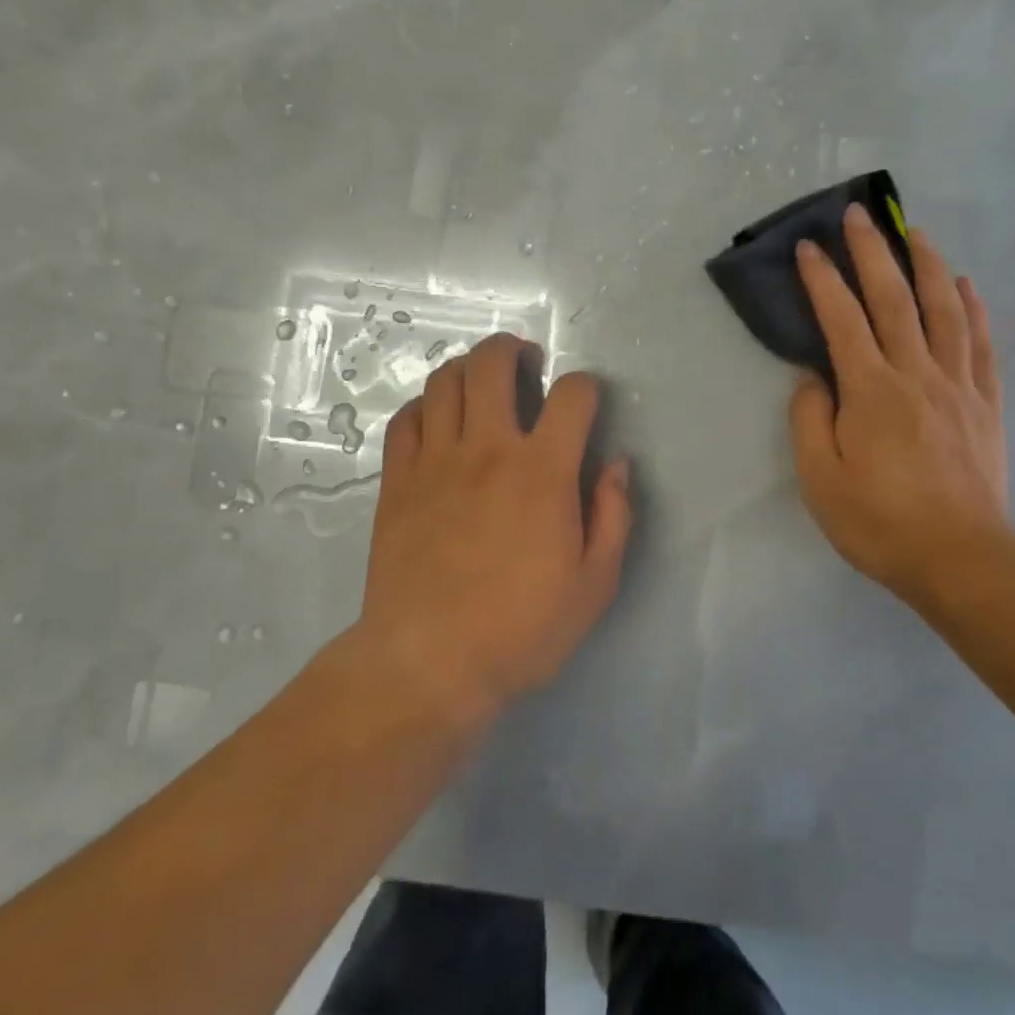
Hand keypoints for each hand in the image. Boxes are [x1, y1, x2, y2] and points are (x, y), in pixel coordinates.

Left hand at [360, 333, 631, 718]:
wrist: (428, 664)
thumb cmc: (520, 629)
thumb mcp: (594, 584)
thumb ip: (614, 516)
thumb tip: (616, 465)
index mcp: (543, 471)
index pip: (572, 395)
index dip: (585, 387)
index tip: (585, 404)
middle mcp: (488, 449)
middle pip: (493, 364)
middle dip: (513, 349)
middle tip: (525, 362)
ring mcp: (436, 460)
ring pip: (445, 381)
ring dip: (468, 369)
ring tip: (482, 384)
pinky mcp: (398, 480)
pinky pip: (407, 419)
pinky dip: (425, 406)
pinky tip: (438, 422)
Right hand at [788, 205, 1011, 607]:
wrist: (961, 560)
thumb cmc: (880, 522)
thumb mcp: (820, 479)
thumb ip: (809, 419)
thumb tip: (814, 377)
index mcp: (871, 389)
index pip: (841, 318)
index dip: (823, 278)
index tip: (809, 247)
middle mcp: (916, 373)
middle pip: (894, 298)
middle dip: (873, 252)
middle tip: (859, 215)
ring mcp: (958, 385)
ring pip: (944, 310)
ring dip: (928, 265)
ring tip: (916, 233)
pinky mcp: (986, 404)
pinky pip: (982, 345)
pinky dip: (974, 309)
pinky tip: (967, 286)